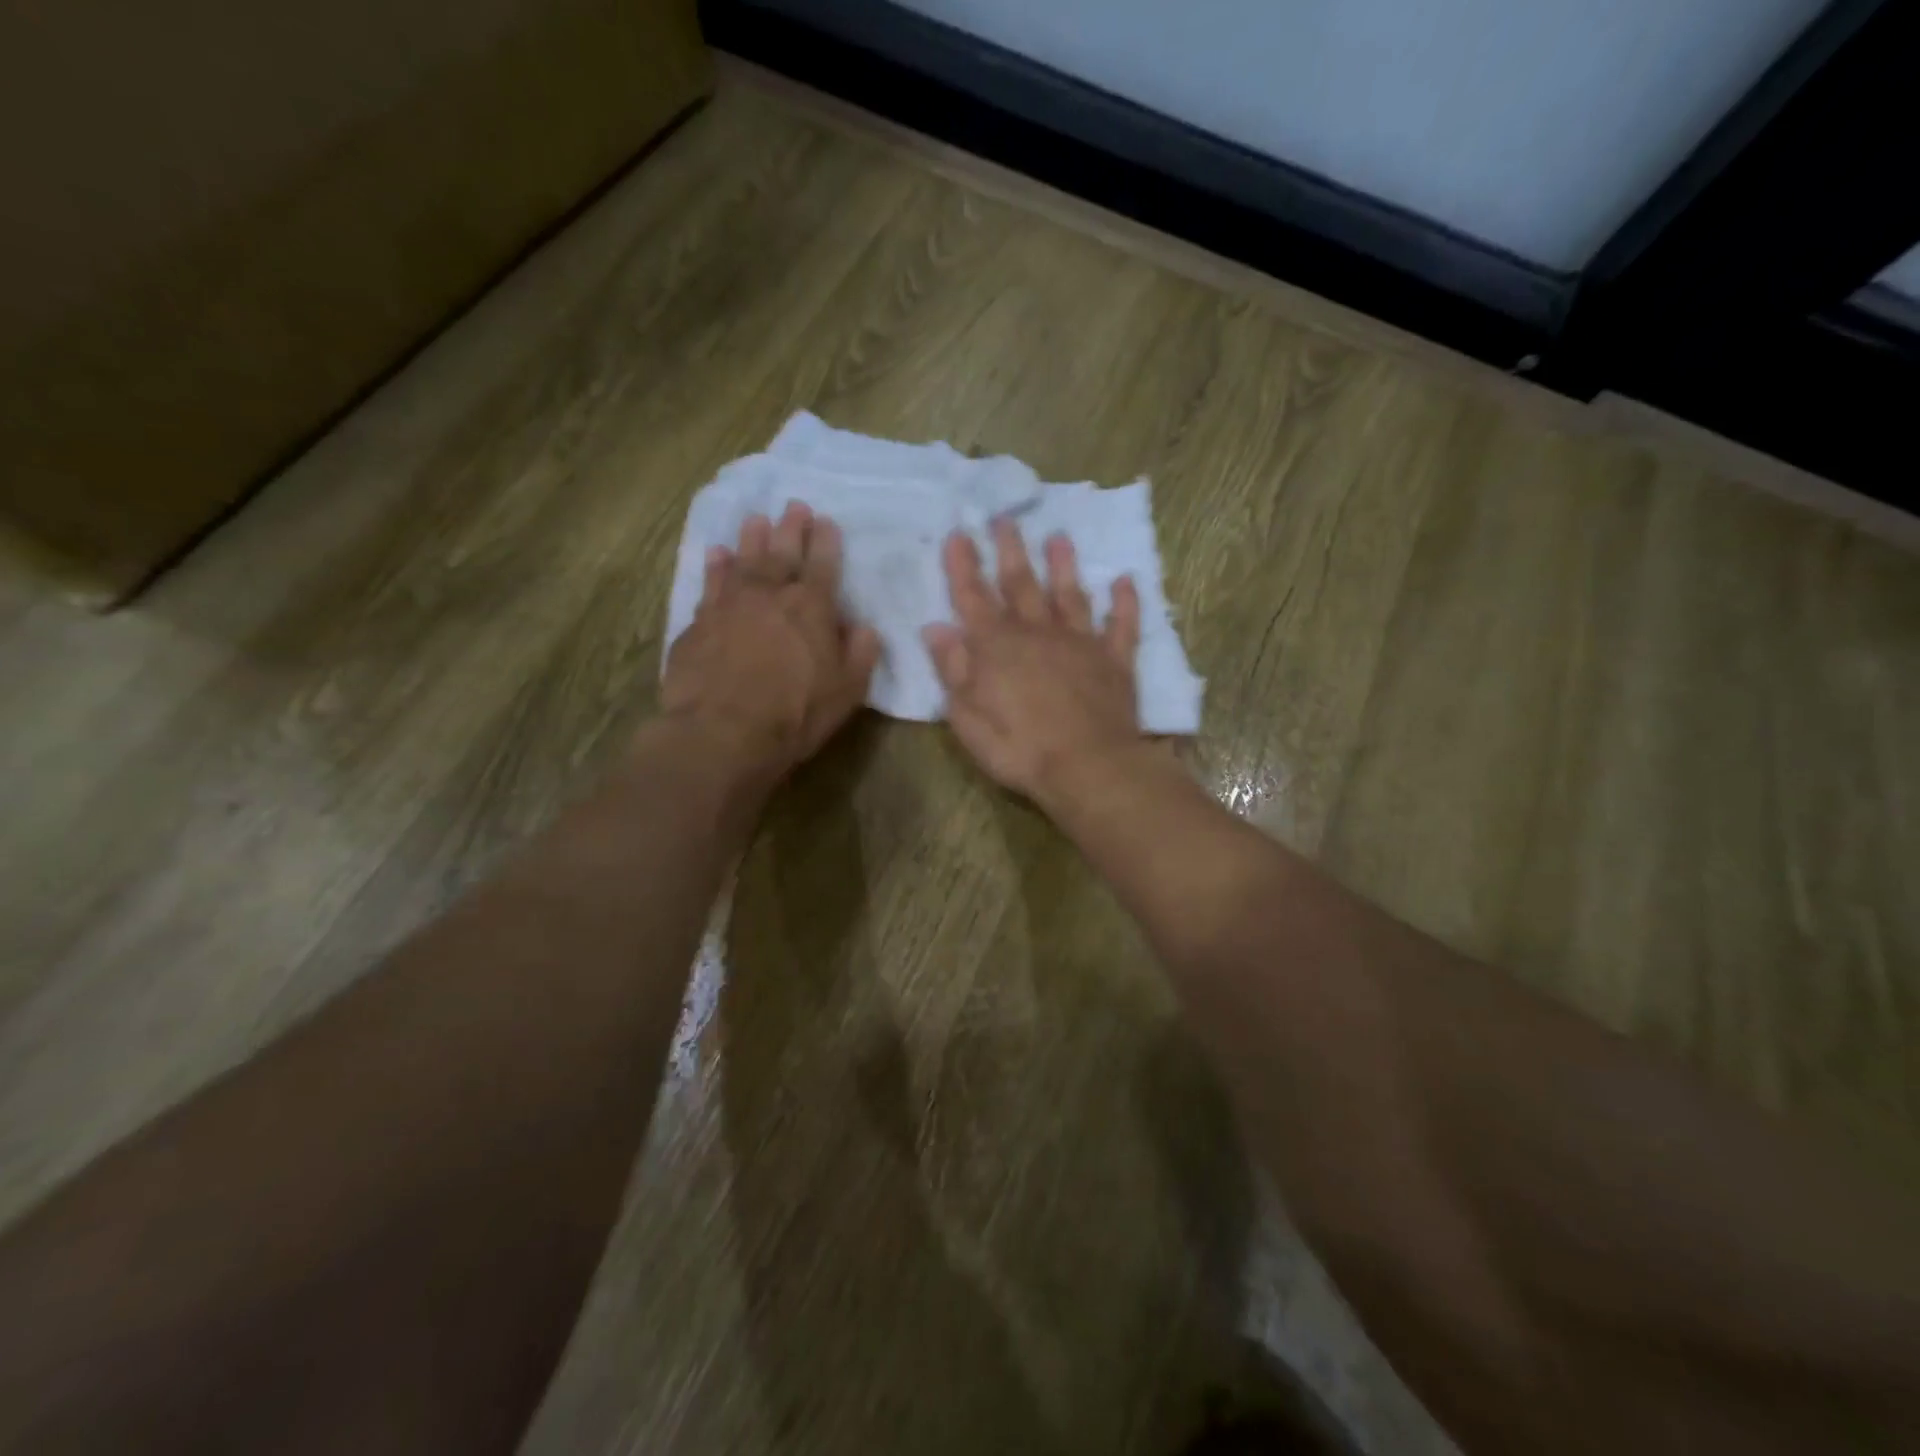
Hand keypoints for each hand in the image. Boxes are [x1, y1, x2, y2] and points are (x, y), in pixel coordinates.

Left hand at [662, 501, 881, 780]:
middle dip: (791, 528)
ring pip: (744, 560)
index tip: (826, 521)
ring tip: (756, 518)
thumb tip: (863, 627)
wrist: (723, 732)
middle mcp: (771, 595)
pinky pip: (710, 584)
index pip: (823, 565)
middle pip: (783, 553)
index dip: (826, 542)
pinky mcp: (699, 622)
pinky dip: (716, 566)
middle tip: (794, 506)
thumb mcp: (846, 691)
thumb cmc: (795, 714)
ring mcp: (730, 605)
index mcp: (812, 608)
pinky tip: (717, 553)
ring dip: (752, 538)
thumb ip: (859, 654)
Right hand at [921, 519, 1144, 801]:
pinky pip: (1122, 624)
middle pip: (1021, 584)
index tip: (958, 533)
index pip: (973, 597)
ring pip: (1070, 594)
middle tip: (1005, 518)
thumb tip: (936, 627)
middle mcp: (1038, 634)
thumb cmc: (1020, 749)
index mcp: (997, 648)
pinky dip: (1125, 602)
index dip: (963, 565)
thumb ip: (952, 670)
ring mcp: (1080, 643)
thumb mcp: (968, 718)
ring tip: (1059, 537)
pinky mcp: (1115, 661)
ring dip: (1063, 565)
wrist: (1089, 768)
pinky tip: (1126, 580)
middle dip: (1010, 550)